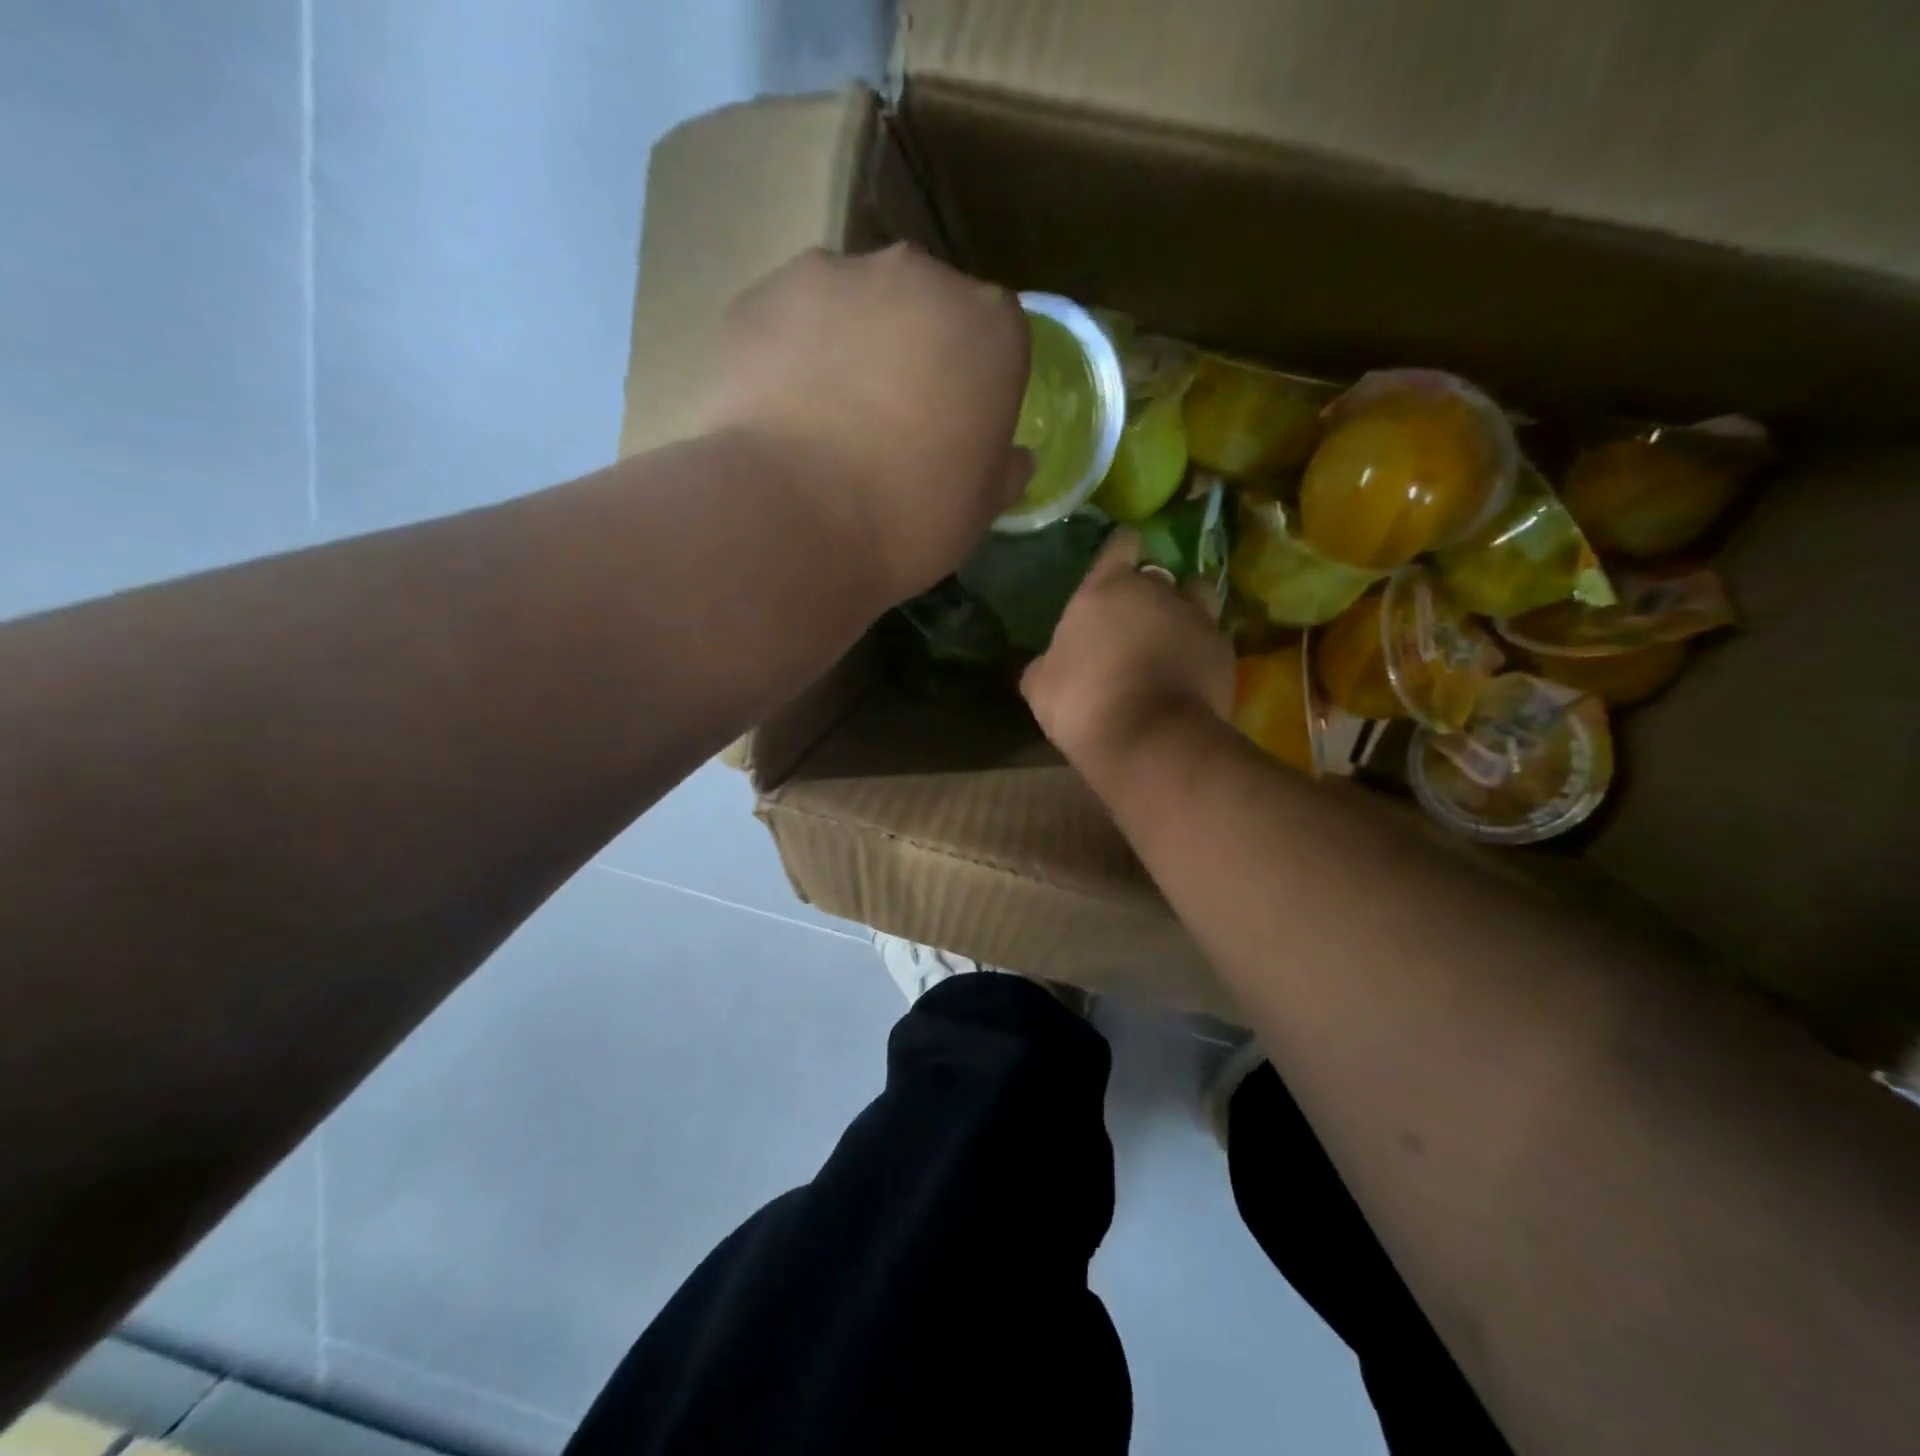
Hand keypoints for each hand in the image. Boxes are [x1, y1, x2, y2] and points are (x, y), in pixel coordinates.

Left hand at [694, 244, 1032, 603]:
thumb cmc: (909, 519)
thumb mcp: (979, 511)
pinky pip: (789, 322)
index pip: (994, 339)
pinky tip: (778, 412)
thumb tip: (1013, 458)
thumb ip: (1003, 470)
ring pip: (852, 307)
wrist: (794, 520)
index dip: (973, 385)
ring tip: (823, 421)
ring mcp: (834, 277)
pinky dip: (789, 355)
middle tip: (887, 423)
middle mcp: (919, 279)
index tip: (953, 430)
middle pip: (924, 309)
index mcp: (989, 328)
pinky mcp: (762, 294)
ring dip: (847, 349)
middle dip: (912, 354)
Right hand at [1021, 531, 1235, 778]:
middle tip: (1134, 621)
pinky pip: (1211, 637)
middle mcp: (1156, 591)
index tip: (1118, 561)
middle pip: (1157, 574)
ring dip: (1184, 607)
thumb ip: (1046, 663)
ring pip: (1195, 595)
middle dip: (1147, 592)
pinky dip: (1201, 648)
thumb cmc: (1084, 703)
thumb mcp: (1041, 686)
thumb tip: (1047, 663)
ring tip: (1174, 633)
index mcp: (1106, 589)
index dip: (1120, 550)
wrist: (1150, 739)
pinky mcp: (1224, 650)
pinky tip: (1190, 671)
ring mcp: (1197, 618)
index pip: (1120, 544)